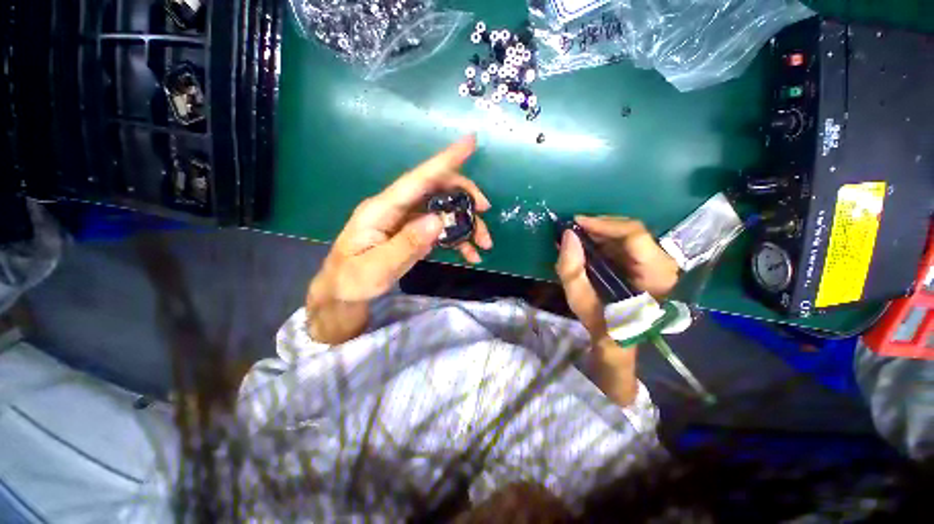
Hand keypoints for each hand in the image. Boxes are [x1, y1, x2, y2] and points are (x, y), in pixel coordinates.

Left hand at [307, 136, 492, 342]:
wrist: (344, 292)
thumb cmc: (353, 279)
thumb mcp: (377, 268)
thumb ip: (406, 245)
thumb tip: (437, 220)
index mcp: (382, 209)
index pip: (417, 179)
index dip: (444, 161)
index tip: (470, 143)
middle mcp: (397, 208)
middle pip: (436, 190)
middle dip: (465, 197)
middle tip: (485, 212)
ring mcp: (407, 221)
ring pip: (443, 209)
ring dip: (467, 223)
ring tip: (483, 245)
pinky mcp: (414, 233)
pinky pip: (441, 229)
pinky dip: (458, 239)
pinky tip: (470, 254)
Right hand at [555, 216, 678, 341]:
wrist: (618, 341)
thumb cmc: (602, 324)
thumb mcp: (580, 300)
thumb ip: (571, 268)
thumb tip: (567, 234)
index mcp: (655, 275)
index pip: (634, 235)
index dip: (604, 224)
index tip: (577, 222)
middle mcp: (663, 264)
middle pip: (632, 231)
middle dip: (600, 227)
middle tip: (574, 228)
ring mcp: (658, 263)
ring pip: (629, 235)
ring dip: (601, 232)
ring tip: (577, 235)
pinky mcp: (648, 264)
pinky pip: (626, 244)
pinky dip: (605, 240)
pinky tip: (588, 243)